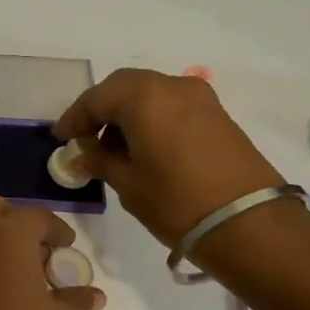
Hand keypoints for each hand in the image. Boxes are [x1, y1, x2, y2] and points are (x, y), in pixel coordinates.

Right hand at [53, 69, 282, 247]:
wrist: (249, 223)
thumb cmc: (177, 202)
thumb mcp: (128, 184)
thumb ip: (101, 162)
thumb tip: (84, 155)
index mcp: (144, 97)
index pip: (96, 98)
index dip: (75, 118)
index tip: (61, 139)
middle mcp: (171, 86)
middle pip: (124, 87)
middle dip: (101, 110)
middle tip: (85, 139)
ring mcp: (199, 98)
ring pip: (150, 93)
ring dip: (127, 113)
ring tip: (113, 149)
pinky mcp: (217, 115)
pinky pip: (172, 105)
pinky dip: (151, 118)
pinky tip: (143, 148)